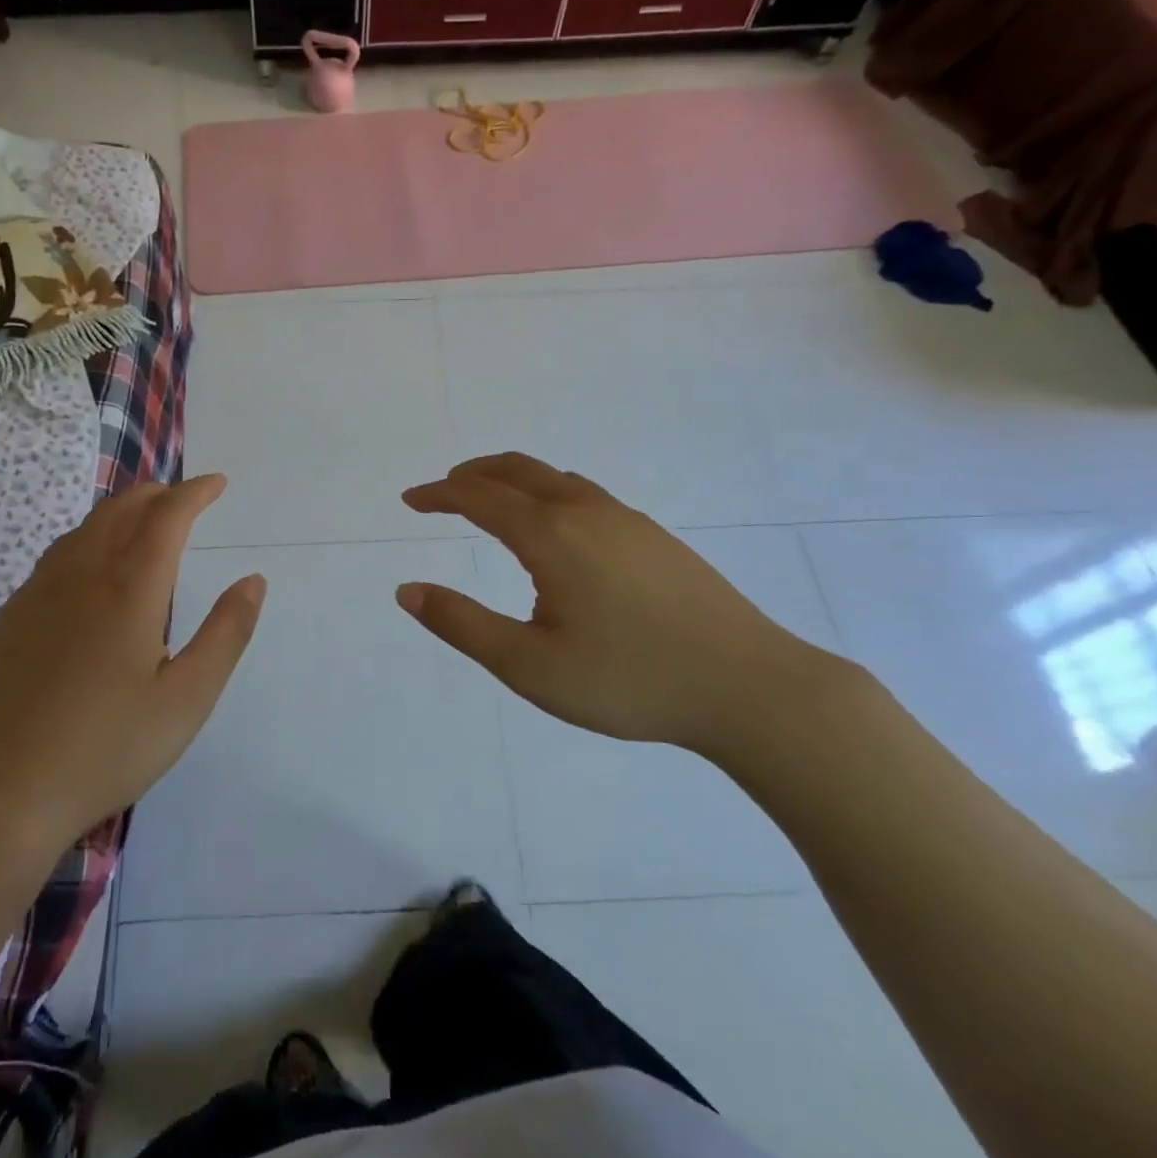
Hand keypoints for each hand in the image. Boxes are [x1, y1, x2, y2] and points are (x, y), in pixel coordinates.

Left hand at [0, 475, 264, 850]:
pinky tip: (87, 573)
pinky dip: (84, 543)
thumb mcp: (186, 699)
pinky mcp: (6, 621)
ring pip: (81, 532)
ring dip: (117, 514)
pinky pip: (53, 560)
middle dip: (155, 495)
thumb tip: (253, 581)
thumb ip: (226, 634)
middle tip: (182, 497)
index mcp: (128, 591)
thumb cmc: (106, 749)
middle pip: (118, 511)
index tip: (216, 483)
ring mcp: (34, 596)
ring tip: (140, 522)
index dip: (193, 493)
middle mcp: (78, 578)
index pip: (166, 518)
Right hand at [398, 454, 844, 755]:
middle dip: (471, 475)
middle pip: (517, 470)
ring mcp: (627, 520)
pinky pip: (585, 494)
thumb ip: (461, 624)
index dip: (438, 495)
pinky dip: (548, 493)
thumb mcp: (528, 666)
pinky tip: (555, 528)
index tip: (409, 501)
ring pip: (555, 478)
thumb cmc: (628, 680)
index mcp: (550, 535)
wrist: (749, 687)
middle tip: (441, 492)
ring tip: (489, 502)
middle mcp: (586, 512)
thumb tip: (407, 591)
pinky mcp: (655, 537)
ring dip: (512, 480)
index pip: (479, 497)